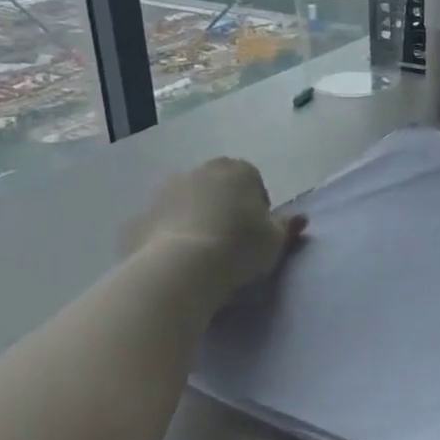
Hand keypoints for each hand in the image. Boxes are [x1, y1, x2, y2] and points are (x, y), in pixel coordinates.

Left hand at [123, 158, 305, 303]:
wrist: (180, 269)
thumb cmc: (238, 248)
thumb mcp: (275, 241)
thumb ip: (287, 227)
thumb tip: (301, 219)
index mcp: (237, 170)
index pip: (253, 183)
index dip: (258, 210)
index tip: (257, 236)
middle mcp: (199, 171)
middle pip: (217, 189)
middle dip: (223, 209)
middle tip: (231, 245)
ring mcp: (163, 192)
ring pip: (186, 204)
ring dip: (194, 221)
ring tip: (202, 257)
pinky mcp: (138, 218)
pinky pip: (160, 227)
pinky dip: (167, 239)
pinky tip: (175, 265)